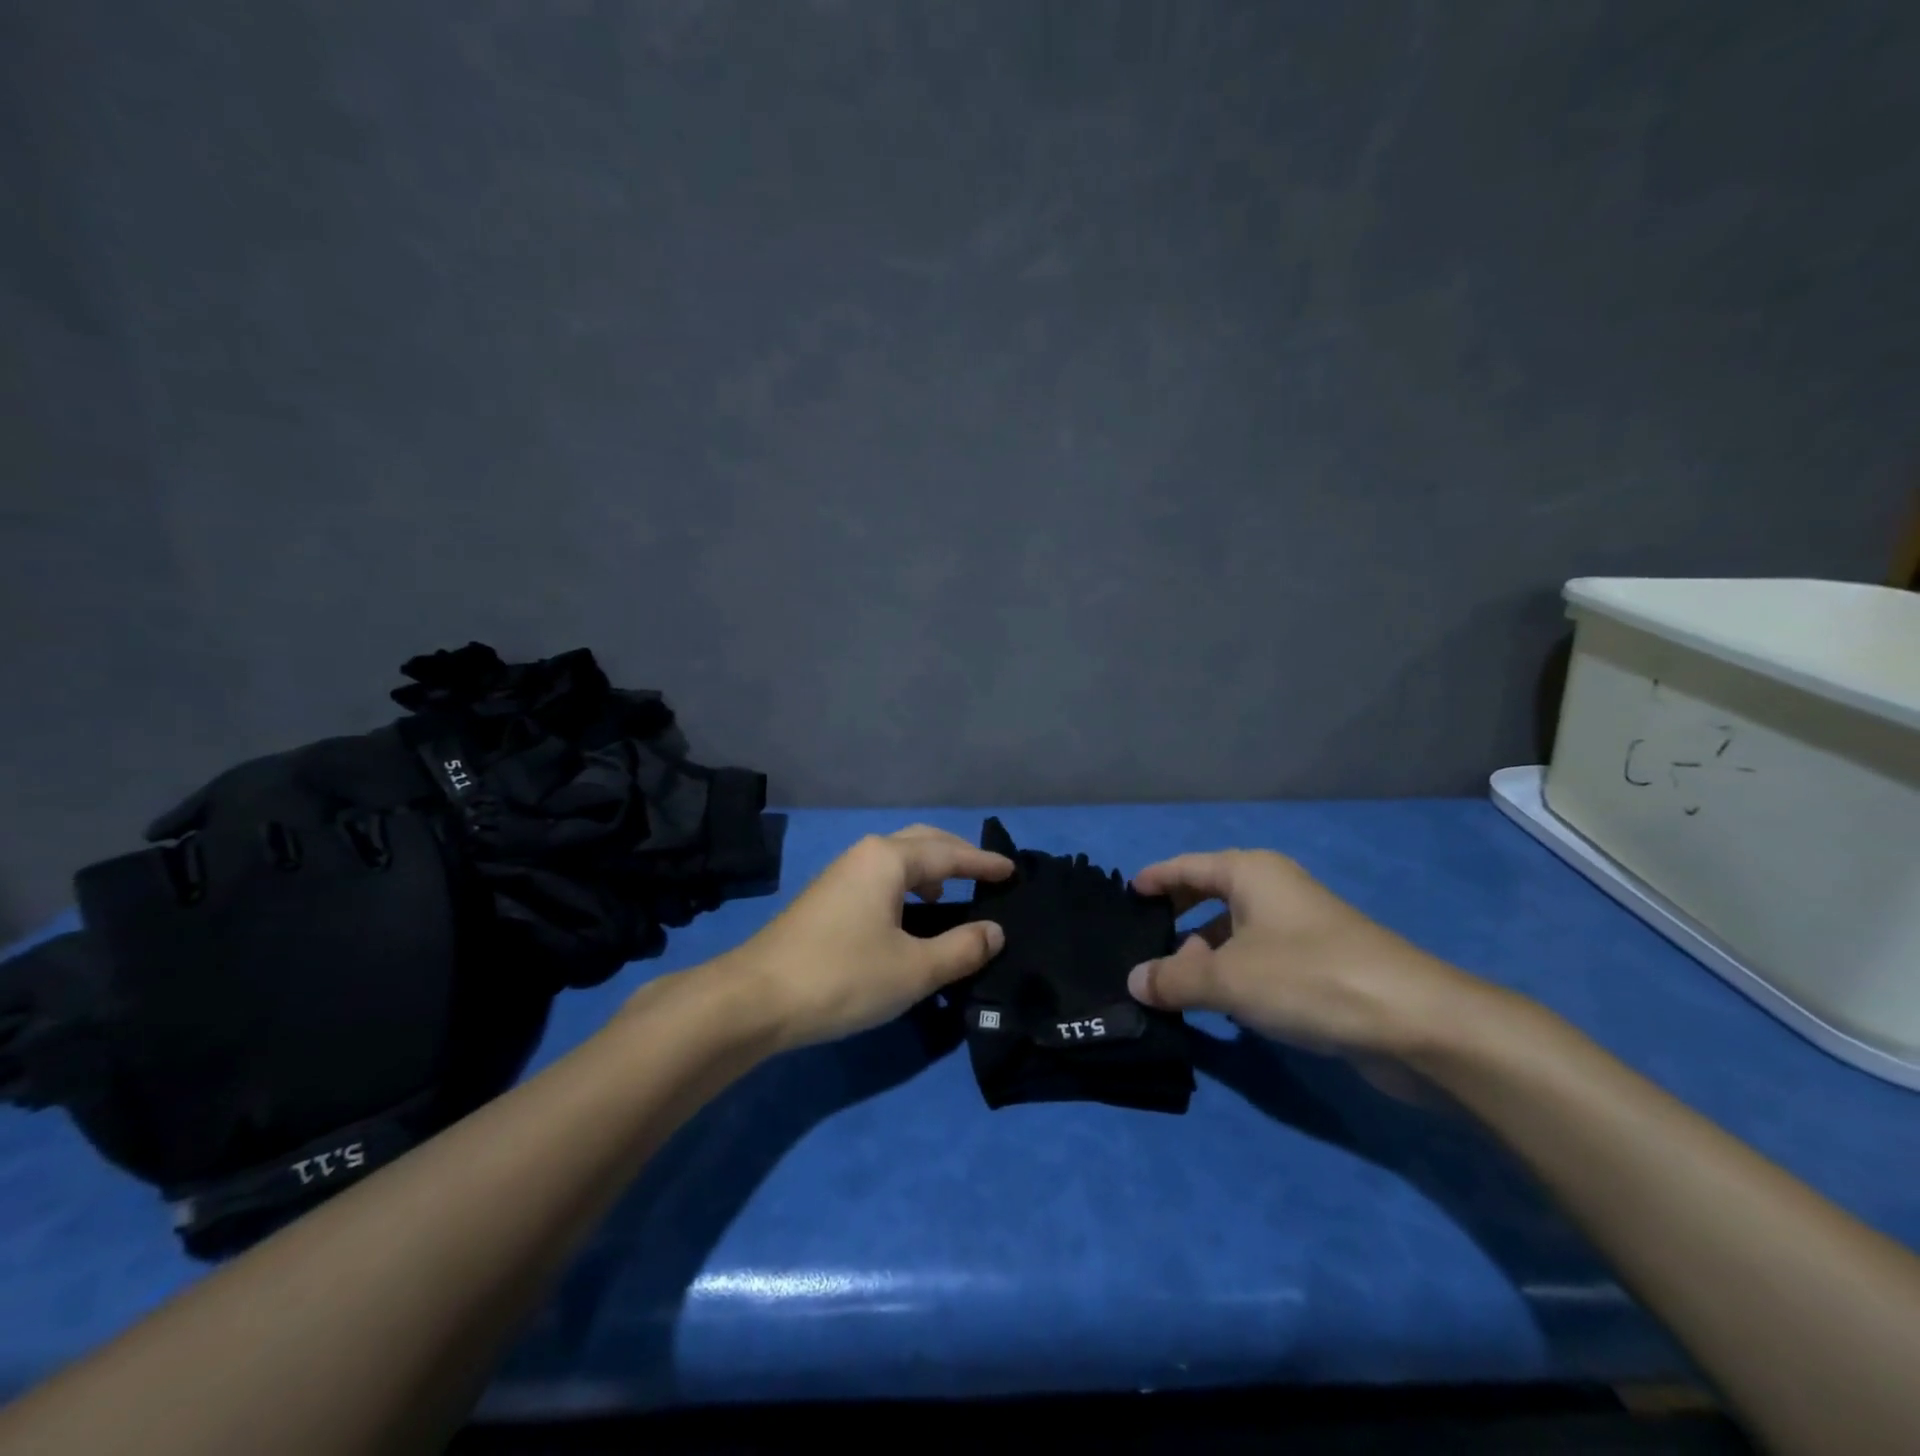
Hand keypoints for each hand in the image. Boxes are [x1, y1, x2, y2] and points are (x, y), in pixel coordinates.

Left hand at [722, 825, 1013, 1050]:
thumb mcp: (914, 969)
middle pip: (921, 843)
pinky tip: (908, 919)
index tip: (1012, 870)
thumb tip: (995, 931)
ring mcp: (840, 875)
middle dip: (956, 855)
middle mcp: (864, 856)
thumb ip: (961, 948)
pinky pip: (879, 879)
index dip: (983, 862)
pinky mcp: (826, 899)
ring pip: (896, 860)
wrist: (755, 999)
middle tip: (986, 875)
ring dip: (928, 871)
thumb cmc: (842, 976)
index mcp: (888, 859)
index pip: (949, 853)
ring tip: (950, 898)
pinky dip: (905, 887)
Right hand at [1126, 850, 1494, 1058]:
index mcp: (1250, 873)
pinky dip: (1234, 974)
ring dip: (1204, 952)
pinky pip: (1259, 958)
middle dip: (1176, 917)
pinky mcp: (1320, 963)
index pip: (1186, 866)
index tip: (1125, 897)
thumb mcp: (1227, 978)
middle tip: (1140, 943)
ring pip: (1235, 930)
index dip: (1154, 879)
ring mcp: (1300, 926)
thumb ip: (1173, 978)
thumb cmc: (1308, 978)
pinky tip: (1221, 1006)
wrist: (1415, 1022)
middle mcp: (1274, 889)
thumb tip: (1134, 981)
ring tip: (1173, 983)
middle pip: (1210, 894)